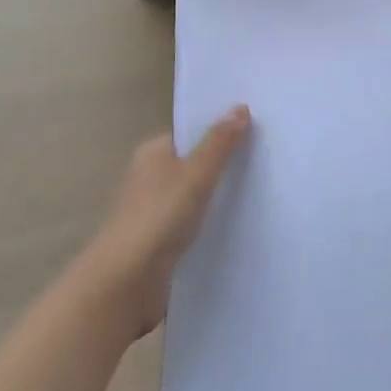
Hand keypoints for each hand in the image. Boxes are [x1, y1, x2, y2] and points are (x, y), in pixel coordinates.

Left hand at [77, 106, 251, 339]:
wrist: (124, 284)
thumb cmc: (158, 218)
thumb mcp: (195, 174)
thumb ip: (219, 143)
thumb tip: (240, 107)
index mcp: (153, 153)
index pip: (191, 134)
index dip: (220, 131)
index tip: (256, 132)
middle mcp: (151, 178)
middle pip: (194, 164)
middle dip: (224, 166)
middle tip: (266, 161)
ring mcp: (154, 212)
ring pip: (195, 197)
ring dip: (219, 199)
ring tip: (262, 193)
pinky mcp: (160, 244)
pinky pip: (193, 226)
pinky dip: (211, 225)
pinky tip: (240, 228)